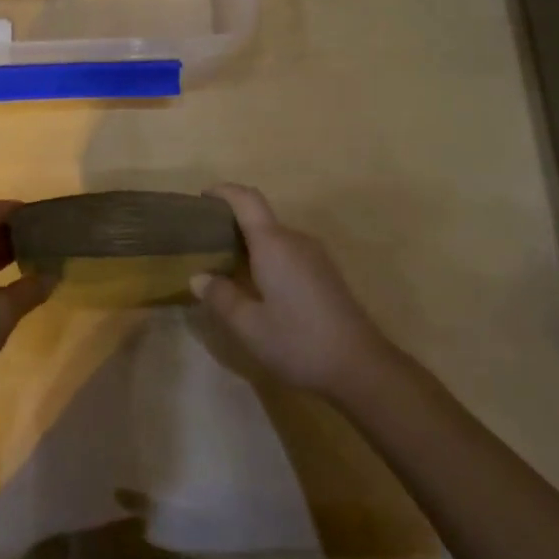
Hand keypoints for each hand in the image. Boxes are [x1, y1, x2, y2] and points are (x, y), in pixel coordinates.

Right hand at [192, 184, 393, 398]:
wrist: (361, 367)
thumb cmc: (298, 342)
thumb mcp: (249, 326)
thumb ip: (221, 297)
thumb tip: (198, 277)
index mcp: (274, 244)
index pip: (247, 199)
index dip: (223, 191)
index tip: (201, 198)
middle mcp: (296, 240)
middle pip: (260, 217)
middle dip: (231, 223)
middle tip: (203, 245)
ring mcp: (315, 256)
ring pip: (274, 238)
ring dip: (249, 244)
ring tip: (225, 267)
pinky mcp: (325, 273)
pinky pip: (288, 252)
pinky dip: (266, 258)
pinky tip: (256, 286)